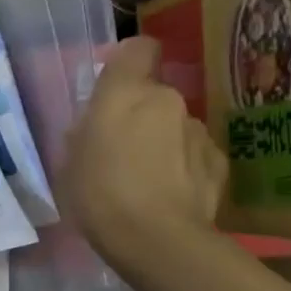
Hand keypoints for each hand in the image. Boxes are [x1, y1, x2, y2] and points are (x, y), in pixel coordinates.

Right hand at [63, 36, 226, 269]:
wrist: (157, 242)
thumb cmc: (99, 195)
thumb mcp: (70, 161)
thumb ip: (86, 133)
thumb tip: (97, 128)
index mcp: (125, 92)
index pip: (138, 48)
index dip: (129, 61)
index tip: (117, 84)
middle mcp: (167, 100)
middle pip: (155, 94)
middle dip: (141, 115)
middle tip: (122, 149)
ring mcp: (198, 130)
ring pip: (175, 126)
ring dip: (163, 142)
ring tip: (147, 181)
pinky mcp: (219, 162)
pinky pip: (195, 154)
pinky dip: (185, 167)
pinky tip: (172, 196)